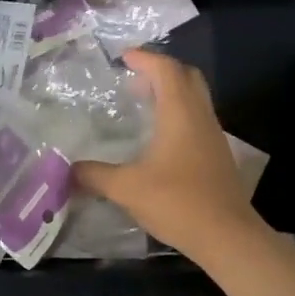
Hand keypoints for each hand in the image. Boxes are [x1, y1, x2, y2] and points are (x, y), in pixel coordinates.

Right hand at [74, 49, 258, 257]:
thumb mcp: (127, 188)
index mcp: (180, 112)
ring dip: (171, 91)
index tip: (123, 58)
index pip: (165, 69)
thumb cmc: (178, 202)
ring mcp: (213, 135)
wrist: (228, 237)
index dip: (144, 58)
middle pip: (186, 76)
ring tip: (142, 103)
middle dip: (160, 69)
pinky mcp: (217, 154)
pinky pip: (197, 117)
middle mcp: (200, 116)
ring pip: (195, 97)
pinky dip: (178, 112)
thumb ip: (95, 175)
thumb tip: (66, 170)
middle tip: (134, 77)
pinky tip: (159, 136)